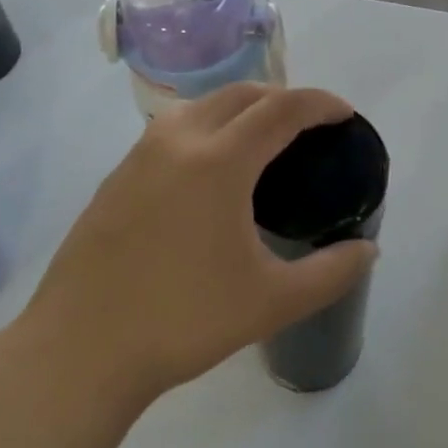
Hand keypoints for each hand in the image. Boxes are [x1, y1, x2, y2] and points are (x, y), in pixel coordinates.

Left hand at [15, 84, 376, 411]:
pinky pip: (172, 130)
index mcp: (220, 161)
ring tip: (261, 141)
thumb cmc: (182, 321)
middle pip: (240, 94)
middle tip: (309, 126)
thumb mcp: (272, 302)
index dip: (320, 103)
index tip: (344, 113)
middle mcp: (178, 142)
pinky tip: (209, 173)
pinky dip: (206, 129)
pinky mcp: (116, 178)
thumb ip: (331, 272)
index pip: (282, 109)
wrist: (78, 353)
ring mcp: (139, 157)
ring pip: (200, 106)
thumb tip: (370, 251)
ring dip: (240, 108)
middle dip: (282, 98)